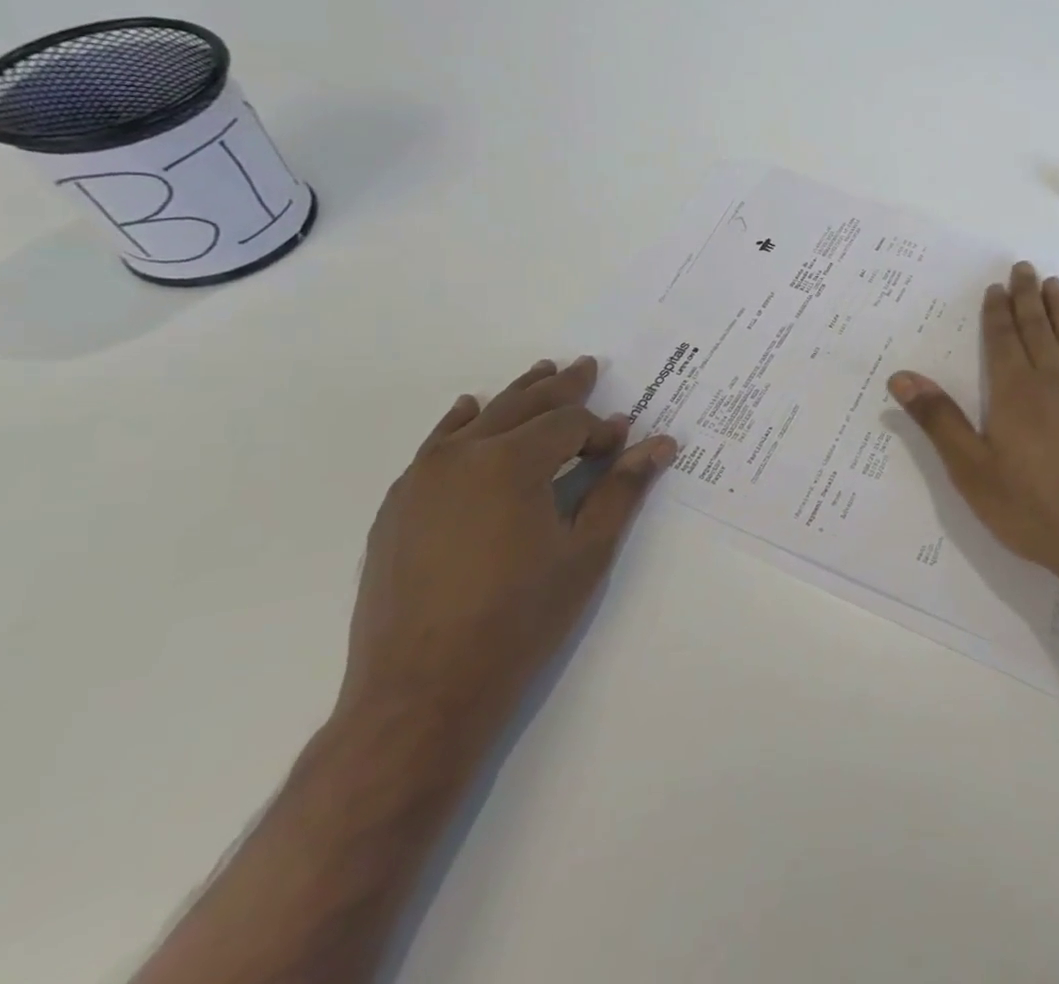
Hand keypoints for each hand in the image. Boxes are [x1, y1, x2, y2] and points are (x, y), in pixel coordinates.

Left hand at [337, 356, 677, 748]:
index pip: (567, 423)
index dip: (600, 429)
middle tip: (586, 366)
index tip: (622, 443)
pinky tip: (469, 411)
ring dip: (515, 396)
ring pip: (478, 419)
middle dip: (560, 388)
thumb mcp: (587, 552)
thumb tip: (661, 443)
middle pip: (522, 406)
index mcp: (511, 462)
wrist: (420, 693)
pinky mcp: (398, 506)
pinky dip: (460, 423)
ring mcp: (421, 479)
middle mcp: (463, 456)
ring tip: (541, 372)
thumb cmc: (519, 619)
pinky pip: (435, 445)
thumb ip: (622, 488)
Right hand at [888, 263, 1058, 601]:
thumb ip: (939, 420)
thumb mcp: (972, 470)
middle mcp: (1054, 378)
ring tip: (1055, 284)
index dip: (996, 311)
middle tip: (1024, 268)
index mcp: (1014, 390)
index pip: (1002, 338)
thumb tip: (901, 376)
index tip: (996, 286)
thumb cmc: (1034, 508)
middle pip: (1037, 327)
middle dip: (1027, 297)